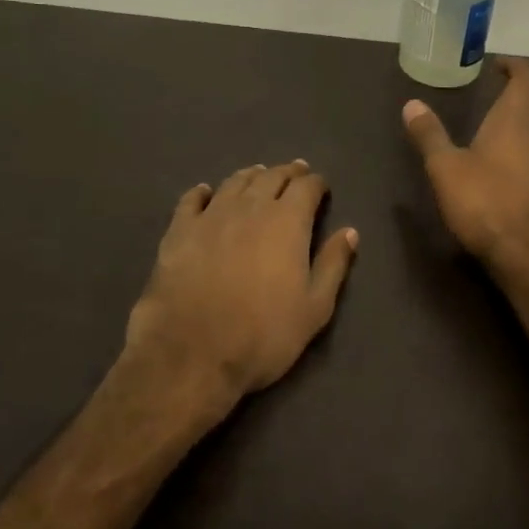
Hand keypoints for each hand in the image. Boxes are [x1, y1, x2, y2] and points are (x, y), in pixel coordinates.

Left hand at [123, 161, 357, 421]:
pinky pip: (191, 200)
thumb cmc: (263, 335)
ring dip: (251, 176)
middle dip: (287, 173)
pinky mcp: (178, 232)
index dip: (316, 183)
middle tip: (295, 173)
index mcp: (287, 222)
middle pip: (271, 177)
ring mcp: (210, 217)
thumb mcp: (314, 309)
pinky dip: (202, 192)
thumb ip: (333, 265)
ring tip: (259, 175)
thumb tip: (350, 232)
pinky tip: (205, 192)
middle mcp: (250, 207)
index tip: (321, 187)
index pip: (306, 187)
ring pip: (234, 182)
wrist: (192, 355)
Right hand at [402, 57, 528, 277]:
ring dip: (525, 109)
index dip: (514, 67)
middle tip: (500, 80)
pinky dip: (524, 132)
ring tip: (500, 108)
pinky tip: (506, 147)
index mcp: (514, 119)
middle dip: (521, 85)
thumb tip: (411, 103)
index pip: (524, 80)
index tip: (498, 62)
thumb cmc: (484, 201)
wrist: (524, 251)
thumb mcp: (445, 167)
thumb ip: (429, 134)